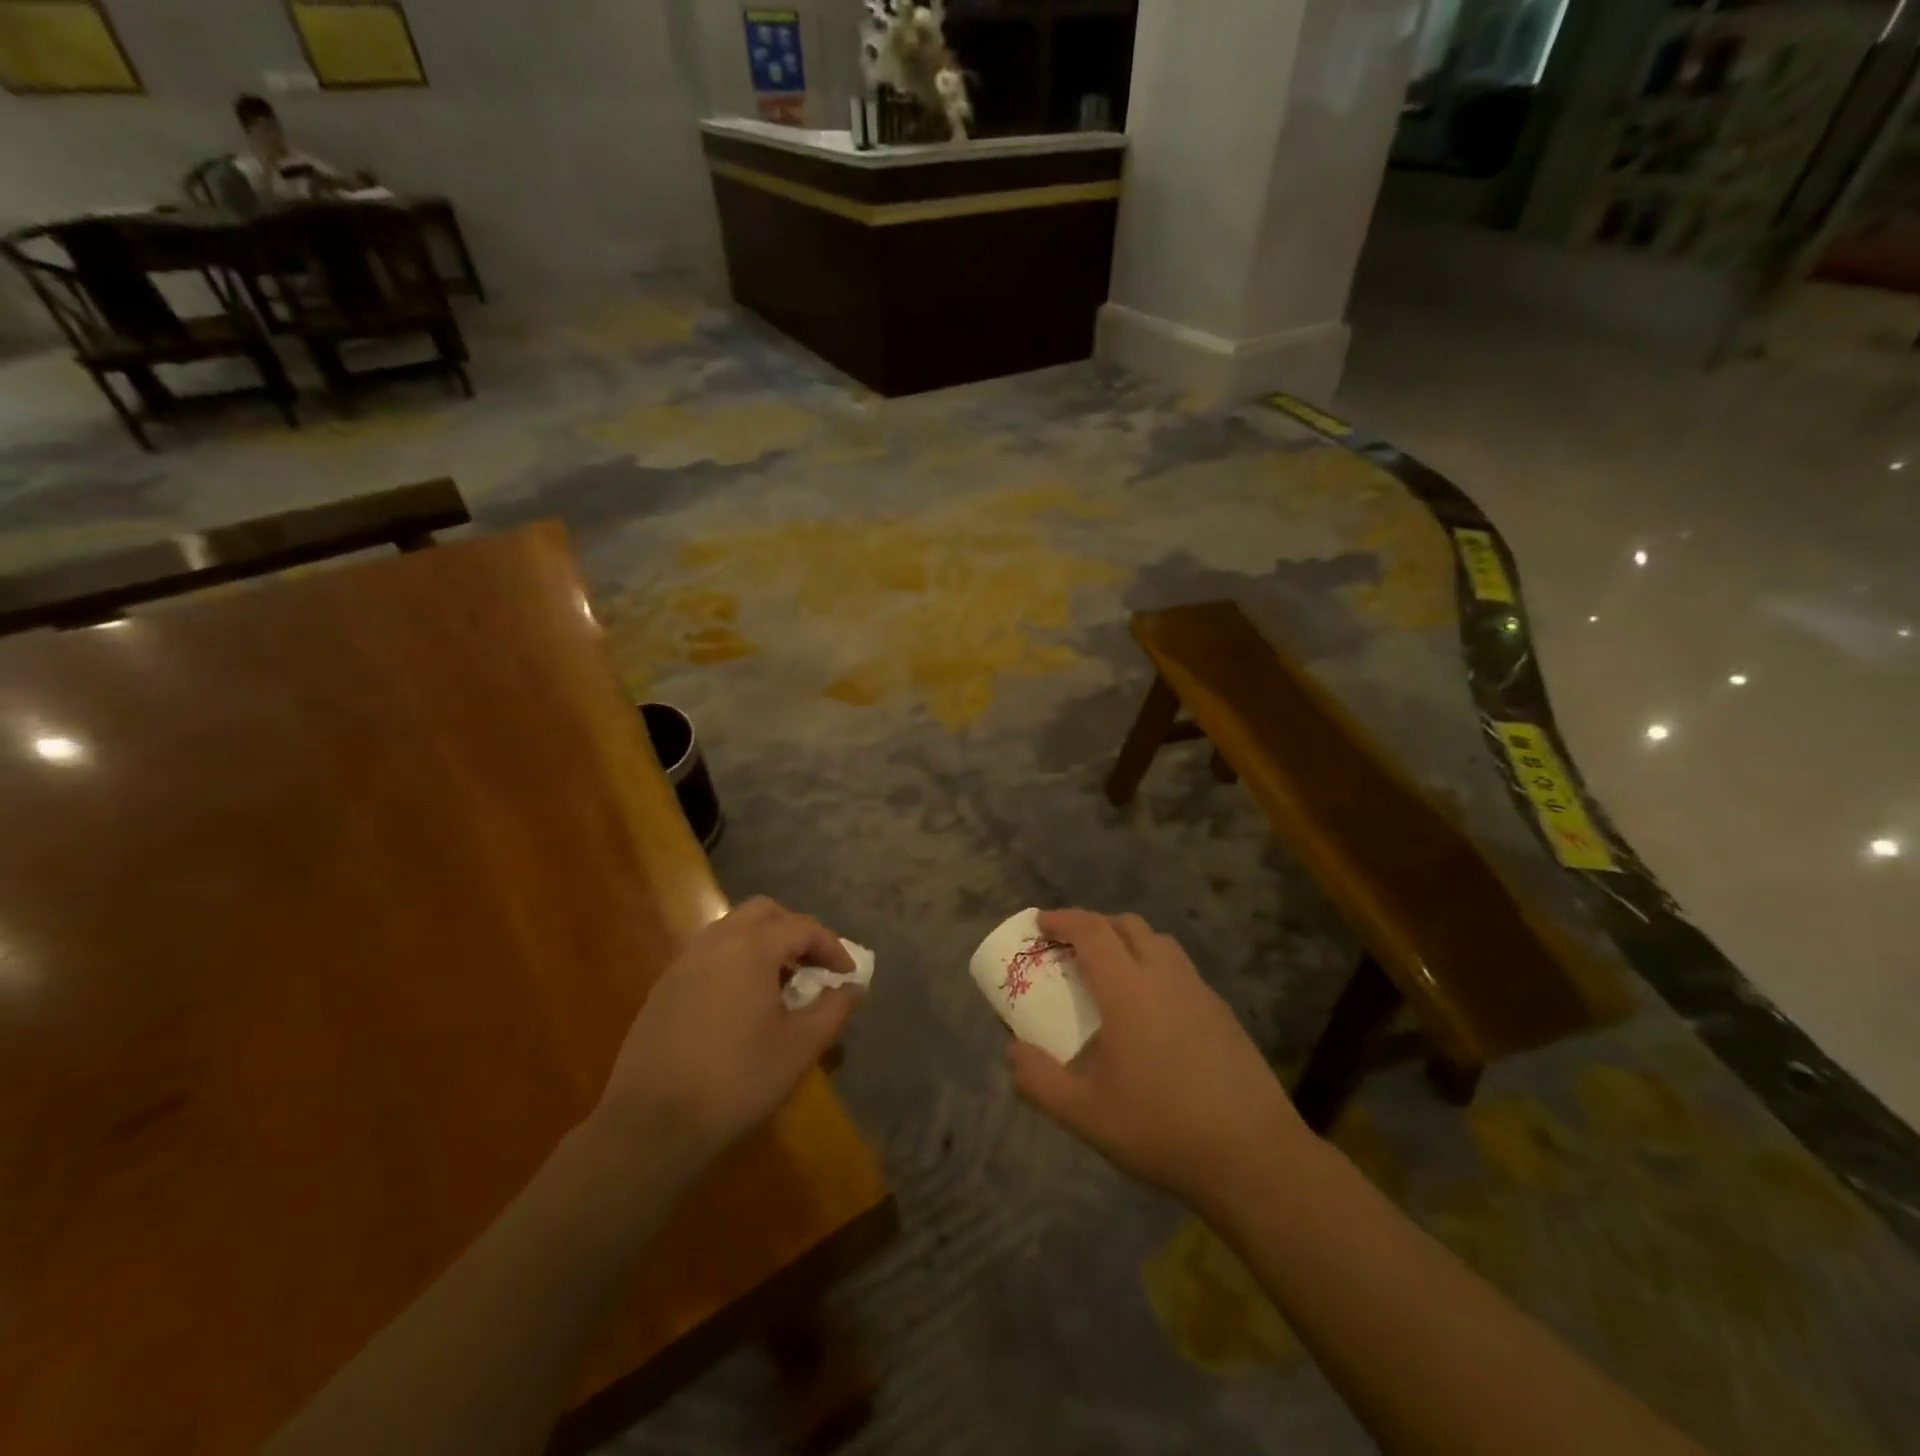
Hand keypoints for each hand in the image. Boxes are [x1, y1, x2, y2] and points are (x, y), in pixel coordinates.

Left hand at [591, 899, 859, 1169]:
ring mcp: (684, 962)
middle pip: (764, 913)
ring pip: (732, 930)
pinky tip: (742, 1004)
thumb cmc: (737, 1080)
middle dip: (795, 932)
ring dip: (763, 944)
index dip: (832, 947)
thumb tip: (854, 988)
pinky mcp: (664, 988)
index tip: (847, 975)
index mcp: (751, 947)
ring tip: (780, 984)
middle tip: (813, 967)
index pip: (802, 927)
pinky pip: (709, 955)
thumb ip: (833, 1010)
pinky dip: (735, 961)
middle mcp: (716, 941)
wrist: (651, 1124)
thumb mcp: (799, 1047)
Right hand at [1009, 910, 1311, 1207]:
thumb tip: (1014, 1051)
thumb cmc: (1161, 1129)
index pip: (1092, 931)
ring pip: (1159, 942)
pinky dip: (1154, 967)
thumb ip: (1039, 1080)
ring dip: (1127, 942)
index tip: (1041, 923)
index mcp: (1129, 989)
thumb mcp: (1085, 1114)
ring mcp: (1199, 991)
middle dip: (1094, 925)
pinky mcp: (1222, 1012)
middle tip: (1070, 948)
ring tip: (1109, 973)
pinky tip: (1150, 1010)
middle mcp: (1165, 976)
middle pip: (1127, 925)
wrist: (1254, 1156)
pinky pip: (1180, 969)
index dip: (1063, 919)